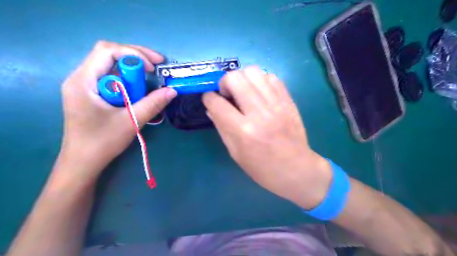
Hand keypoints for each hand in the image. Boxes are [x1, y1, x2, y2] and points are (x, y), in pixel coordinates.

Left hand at [56, 40, 175, 183]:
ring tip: (150, 78)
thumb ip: (153, 104)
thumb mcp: (131, 121)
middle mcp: (81, 78)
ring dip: (132, 70)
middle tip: (157, 66)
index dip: (133, 54)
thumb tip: (172, 91)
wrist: (83, 162)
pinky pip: (111, 78)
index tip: (153, 68)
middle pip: (109, 54)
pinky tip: (137, 90)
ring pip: (111, 66)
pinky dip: (128, 80)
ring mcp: (85, 86)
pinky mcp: (92, 94)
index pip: (107, 51)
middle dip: (135, 57)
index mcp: (83, 81)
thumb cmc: (102, 142)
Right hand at [203, 67, 332, 208]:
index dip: (208, 98)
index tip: (210, 100)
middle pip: (235, 78)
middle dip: (224, 82)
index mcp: (242, 131)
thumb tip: (211, 108)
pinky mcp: (288, 101)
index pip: (217, 103)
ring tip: (243, 92)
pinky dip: (261, 81)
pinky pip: (271, 77)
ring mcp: (276, 104)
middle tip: (227, 94)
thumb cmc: (262, 168)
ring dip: (243, 78)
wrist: (296, 169)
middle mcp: (259, 113)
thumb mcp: (235, 153)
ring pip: (253, 72)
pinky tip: (260, 94)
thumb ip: (222, 127)